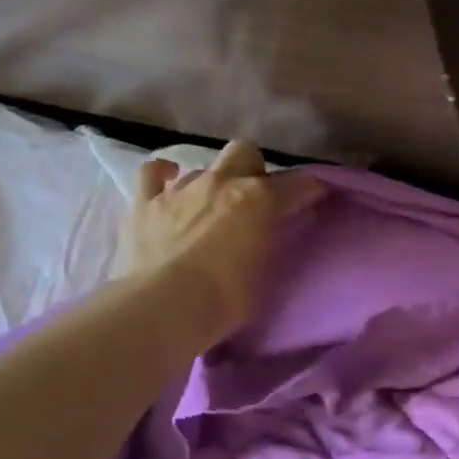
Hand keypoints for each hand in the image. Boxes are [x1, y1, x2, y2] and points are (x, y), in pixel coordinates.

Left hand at [113, 141, 323, 349]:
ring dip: (211, 184)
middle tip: (253, 200)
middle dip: (252, 169)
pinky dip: (162, 176)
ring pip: (203, 167)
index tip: (313, 199)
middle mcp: (222, 182)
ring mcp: (181, 188)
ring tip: (210, 208)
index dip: (308, 189)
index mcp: (259, 198)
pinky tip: (167, 184)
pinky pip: (152, 173)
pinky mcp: (146, 203)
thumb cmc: (228, 298)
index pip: (296, 183)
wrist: (167, 306)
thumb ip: (274, 239)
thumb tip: (281, 224)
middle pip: (245, 152)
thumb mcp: (267, 271)